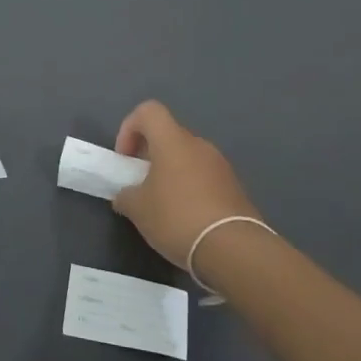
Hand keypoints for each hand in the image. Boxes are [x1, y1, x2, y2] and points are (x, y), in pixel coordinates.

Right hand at [112, 100, 259, 266]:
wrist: (233, 249)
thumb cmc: (177, 218)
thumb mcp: (137, 209)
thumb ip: (126, 196)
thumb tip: (126, 195)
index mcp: (172, 141)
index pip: (148, 111)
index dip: (130, 127)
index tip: (125, 158)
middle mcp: (199, 145)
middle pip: (169, 135)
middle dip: (150, 155)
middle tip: (141, 183)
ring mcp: (221, 165)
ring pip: (188, 157)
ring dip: (171, 173)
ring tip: (163, 205)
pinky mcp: (235, 187)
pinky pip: (205, 177)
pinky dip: (191, 189)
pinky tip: (186, 217)